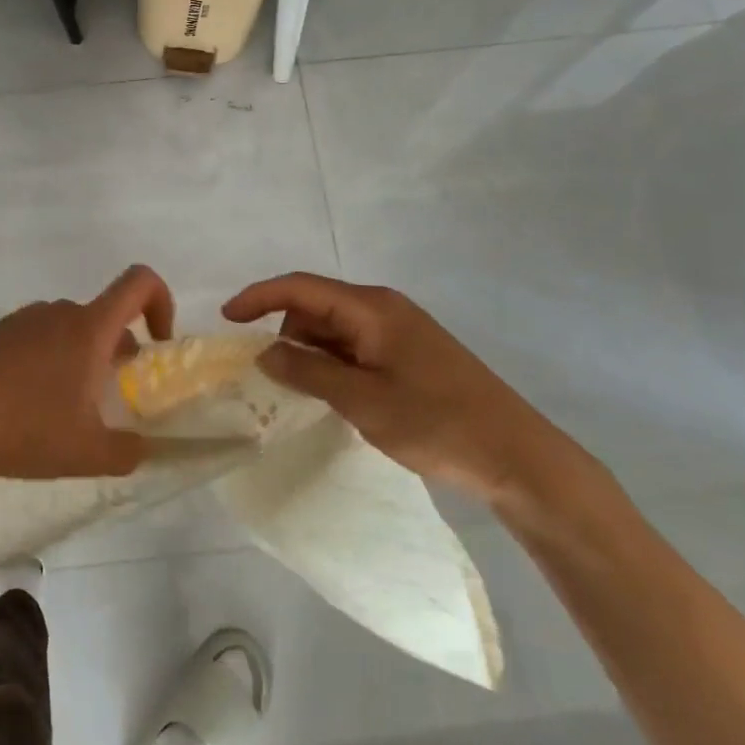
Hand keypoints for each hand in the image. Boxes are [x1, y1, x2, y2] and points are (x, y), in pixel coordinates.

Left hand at [0, 265, 175, 489]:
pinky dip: (50, 357)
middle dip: (118, 348)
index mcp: (88, 328)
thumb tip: (141, 447)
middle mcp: (58, 312)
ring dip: (83, 354)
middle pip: (103, 314)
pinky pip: (38, 335)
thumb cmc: (27, 431)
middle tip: (111, 393)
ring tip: (69, 404)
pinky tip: (31, 401)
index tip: (158, 343)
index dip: (162, 301)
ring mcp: (23, 320)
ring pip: (70, 327)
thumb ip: (128, 451)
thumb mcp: (89, 453)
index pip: (139, 283)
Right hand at [222, 272, 584, 506]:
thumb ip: (308, 372)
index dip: (259, 297)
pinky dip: (333, 363)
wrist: (518, 456)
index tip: (226, 319)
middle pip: (316, 306)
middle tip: (267, 374)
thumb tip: (264, 352)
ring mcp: (400, 331)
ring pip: (335, 329)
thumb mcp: (362, 400)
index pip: (301, 287)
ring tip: (300, 391)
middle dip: (284, 331)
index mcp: (372, 308)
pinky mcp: (410, 353)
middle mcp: (384, 309)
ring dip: (310, 352)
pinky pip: (356, 346)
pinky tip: (331, 394)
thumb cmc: (437, 423)